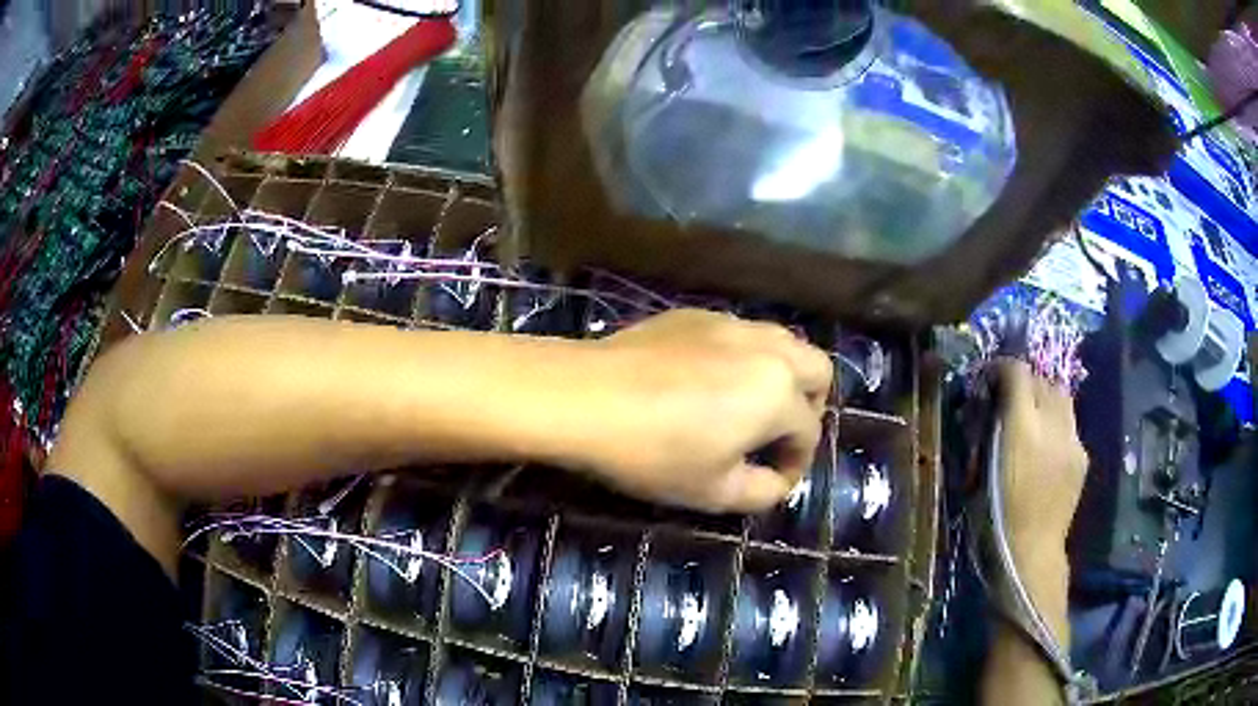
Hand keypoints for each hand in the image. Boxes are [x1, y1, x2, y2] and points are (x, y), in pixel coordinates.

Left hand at [570, 309, 831, 513]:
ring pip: (783, 343)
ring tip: (748, 405)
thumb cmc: (653, 452)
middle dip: (810, 406)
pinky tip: (707, 380)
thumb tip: (777, 481)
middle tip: (776, 434)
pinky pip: (741, 333)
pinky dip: (745, 358)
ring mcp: (731, 324)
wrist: (585, 397)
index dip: (796, 463)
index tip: (773, 480)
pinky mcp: (696, 314)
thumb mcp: (713, 492)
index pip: (809, 431)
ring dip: (783, 376)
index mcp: (779, 394)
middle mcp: (768, 349)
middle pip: (818, 370)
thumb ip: (763, 492)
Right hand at [996, 360, 1087, 560]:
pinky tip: (1047, 446)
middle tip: (1008, 397)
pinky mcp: (1082, 455)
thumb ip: (987, 431)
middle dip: (1024, 381)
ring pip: (1061, 396)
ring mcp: (1072, 440)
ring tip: (1031, 416)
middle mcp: (1052, 425)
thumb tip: (987, 405)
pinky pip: (1070, 424)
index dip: (1001, 367)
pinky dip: (1057, 423)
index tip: (989, 377)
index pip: (1017, 372)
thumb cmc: (993, 519)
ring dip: (1044, 397)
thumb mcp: (978, 472)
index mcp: (1021, 429)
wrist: (1031, 553)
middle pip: (1041, 378)